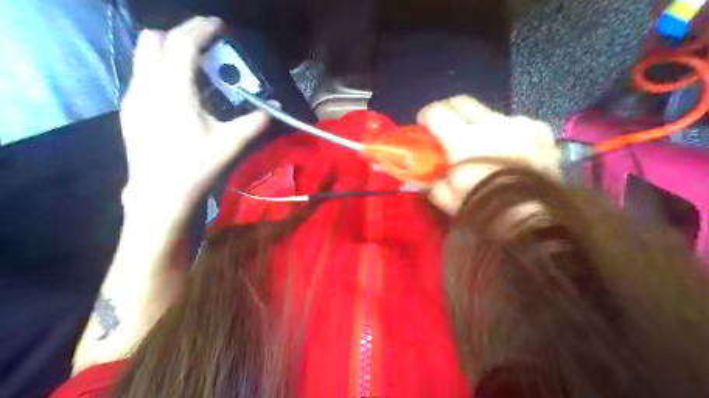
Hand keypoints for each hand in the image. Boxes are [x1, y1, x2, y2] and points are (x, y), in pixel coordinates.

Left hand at [118, 15, 268, 213]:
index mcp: (173, 89)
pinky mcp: (129, 109)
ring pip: (143, 55)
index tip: (219, 26)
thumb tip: (273, 109)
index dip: (201, 28)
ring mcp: (134, 96)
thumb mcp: (230, 143)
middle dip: (179, 35)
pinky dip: (160, 70)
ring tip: (193, 69)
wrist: (160, 192)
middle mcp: (147, 84)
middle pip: (153, 39)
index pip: (183, 42)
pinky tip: (178, 93)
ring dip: (167, 51)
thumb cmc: (196, 166)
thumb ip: (254, 122)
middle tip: (204, 48)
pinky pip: (142, 74)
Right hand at [417, 95, 562, 213]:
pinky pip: (519, 123)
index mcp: (462, 139)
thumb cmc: (483, 208)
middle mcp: (490, 124)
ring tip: (482, 143)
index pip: (436, 112)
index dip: (425, 116)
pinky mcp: (540, 132)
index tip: (423, 125)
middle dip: (448, 110)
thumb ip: (426, 181)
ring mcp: (518, 125)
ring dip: (480, 123)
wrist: (533, 219)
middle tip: (445, 125)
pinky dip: (509, 131)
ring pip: (490, 113)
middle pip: (461, 102)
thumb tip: (412, 173)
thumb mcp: (446, 199)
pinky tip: (510, 147)